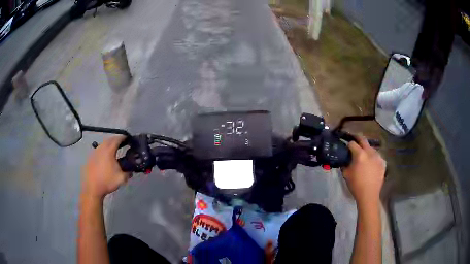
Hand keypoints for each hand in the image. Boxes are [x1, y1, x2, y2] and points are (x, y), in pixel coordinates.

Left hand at [82, 136, 129, 199]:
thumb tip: (131, 171)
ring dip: (109, 145)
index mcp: (109, 151)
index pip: (117, 139)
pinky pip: (98, 150)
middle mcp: (101, 148)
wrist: (92, 188)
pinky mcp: (90, 158)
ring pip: (103, 144)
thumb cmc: (107, 181)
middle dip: (116, 140)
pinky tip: (105, 158)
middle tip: (122, 143)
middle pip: (109, 140)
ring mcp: (94, 152)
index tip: (128, 138)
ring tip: (113, 150)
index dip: (123, 137)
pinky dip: (103, 150)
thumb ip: (128, 173)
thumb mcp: (121, 178)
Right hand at [342, 136, 385, 205]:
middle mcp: (370, 152)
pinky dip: (373, 157)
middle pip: (363, 139)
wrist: (369, 195)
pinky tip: (371, 163)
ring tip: (364, 155)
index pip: (352, 143)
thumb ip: (345, 163)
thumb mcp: (346, 174)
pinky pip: (377, 156)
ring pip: (371, 148)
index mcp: (359, 154)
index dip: (348, 145)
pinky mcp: (383, 162)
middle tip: (354, 140)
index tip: (346, 148)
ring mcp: (378, 156)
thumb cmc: (356, 185)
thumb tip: (345, 158)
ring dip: (366, 149)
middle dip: (357, 138)